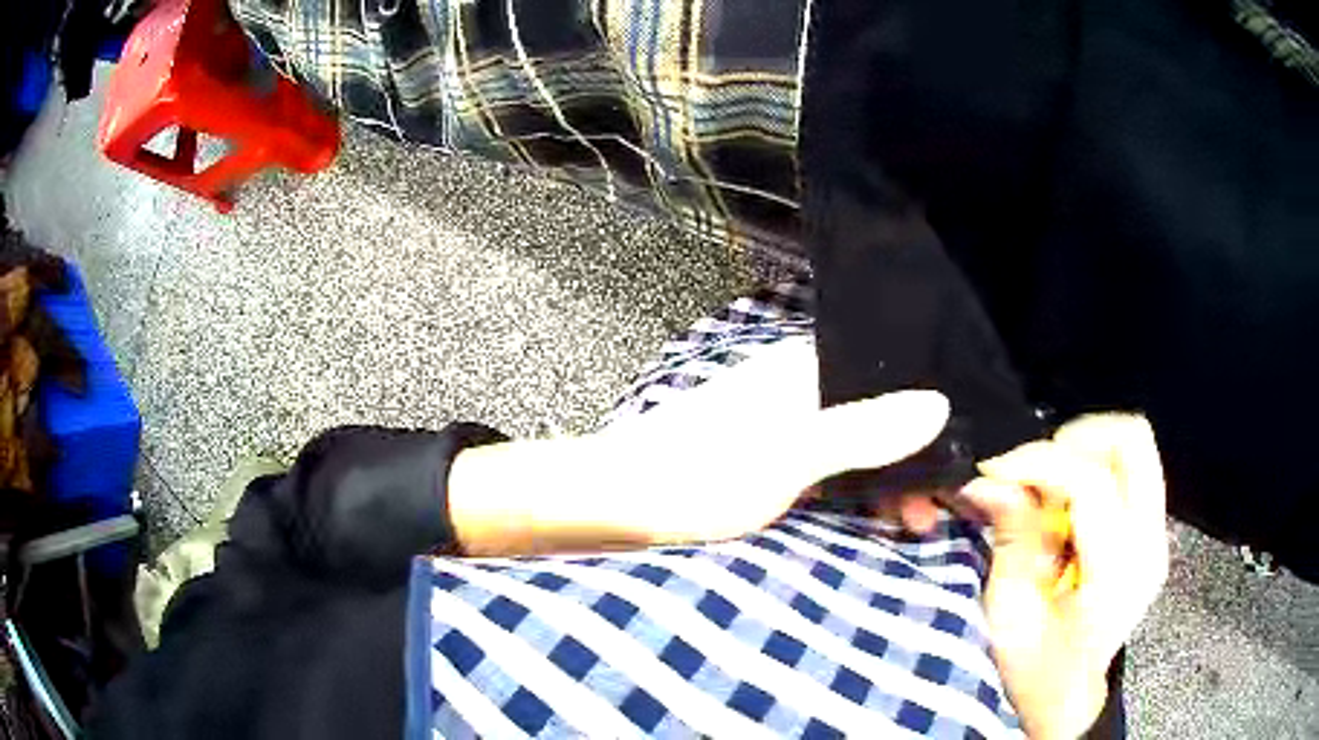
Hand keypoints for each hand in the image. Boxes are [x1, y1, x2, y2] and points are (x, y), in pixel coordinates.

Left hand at [448, 337, 950, 554]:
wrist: (612, 504)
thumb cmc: (697, 473)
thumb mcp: (790, 453)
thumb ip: (864, 430)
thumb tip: (939, 404)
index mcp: (805, 368)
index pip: (889, 376)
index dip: (929, 416)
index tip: (957, 461)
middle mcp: (798, 388)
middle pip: (876, 415)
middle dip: (911, 461)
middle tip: (934, 511)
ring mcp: (782, 426)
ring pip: (854, 447)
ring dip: (884, 482)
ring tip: (910, 523)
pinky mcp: (767, 461)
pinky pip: (828, 471)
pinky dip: (853, 494)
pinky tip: (871, 517)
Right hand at [960, 414, 1167, 739]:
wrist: (1066, 699)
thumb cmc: (1034, 671)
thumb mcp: (1010, 615)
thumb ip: (1012, 539)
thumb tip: (991, 480)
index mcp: (1118, 572)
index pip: (1091, 481)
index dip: (1038, 462)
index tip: (995, 470)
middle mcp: (1150, 542)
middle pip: (1132, 441)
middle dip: (1077, 439)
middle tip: (1035, 467)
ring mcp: (1157, 535)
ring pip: (1133, 449)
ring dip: (1084, 454)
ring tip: (1047, 492)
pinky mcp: (1151, 533)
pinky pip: (1129, 473)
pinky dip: (1093, 472)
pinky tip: (1064, 510)